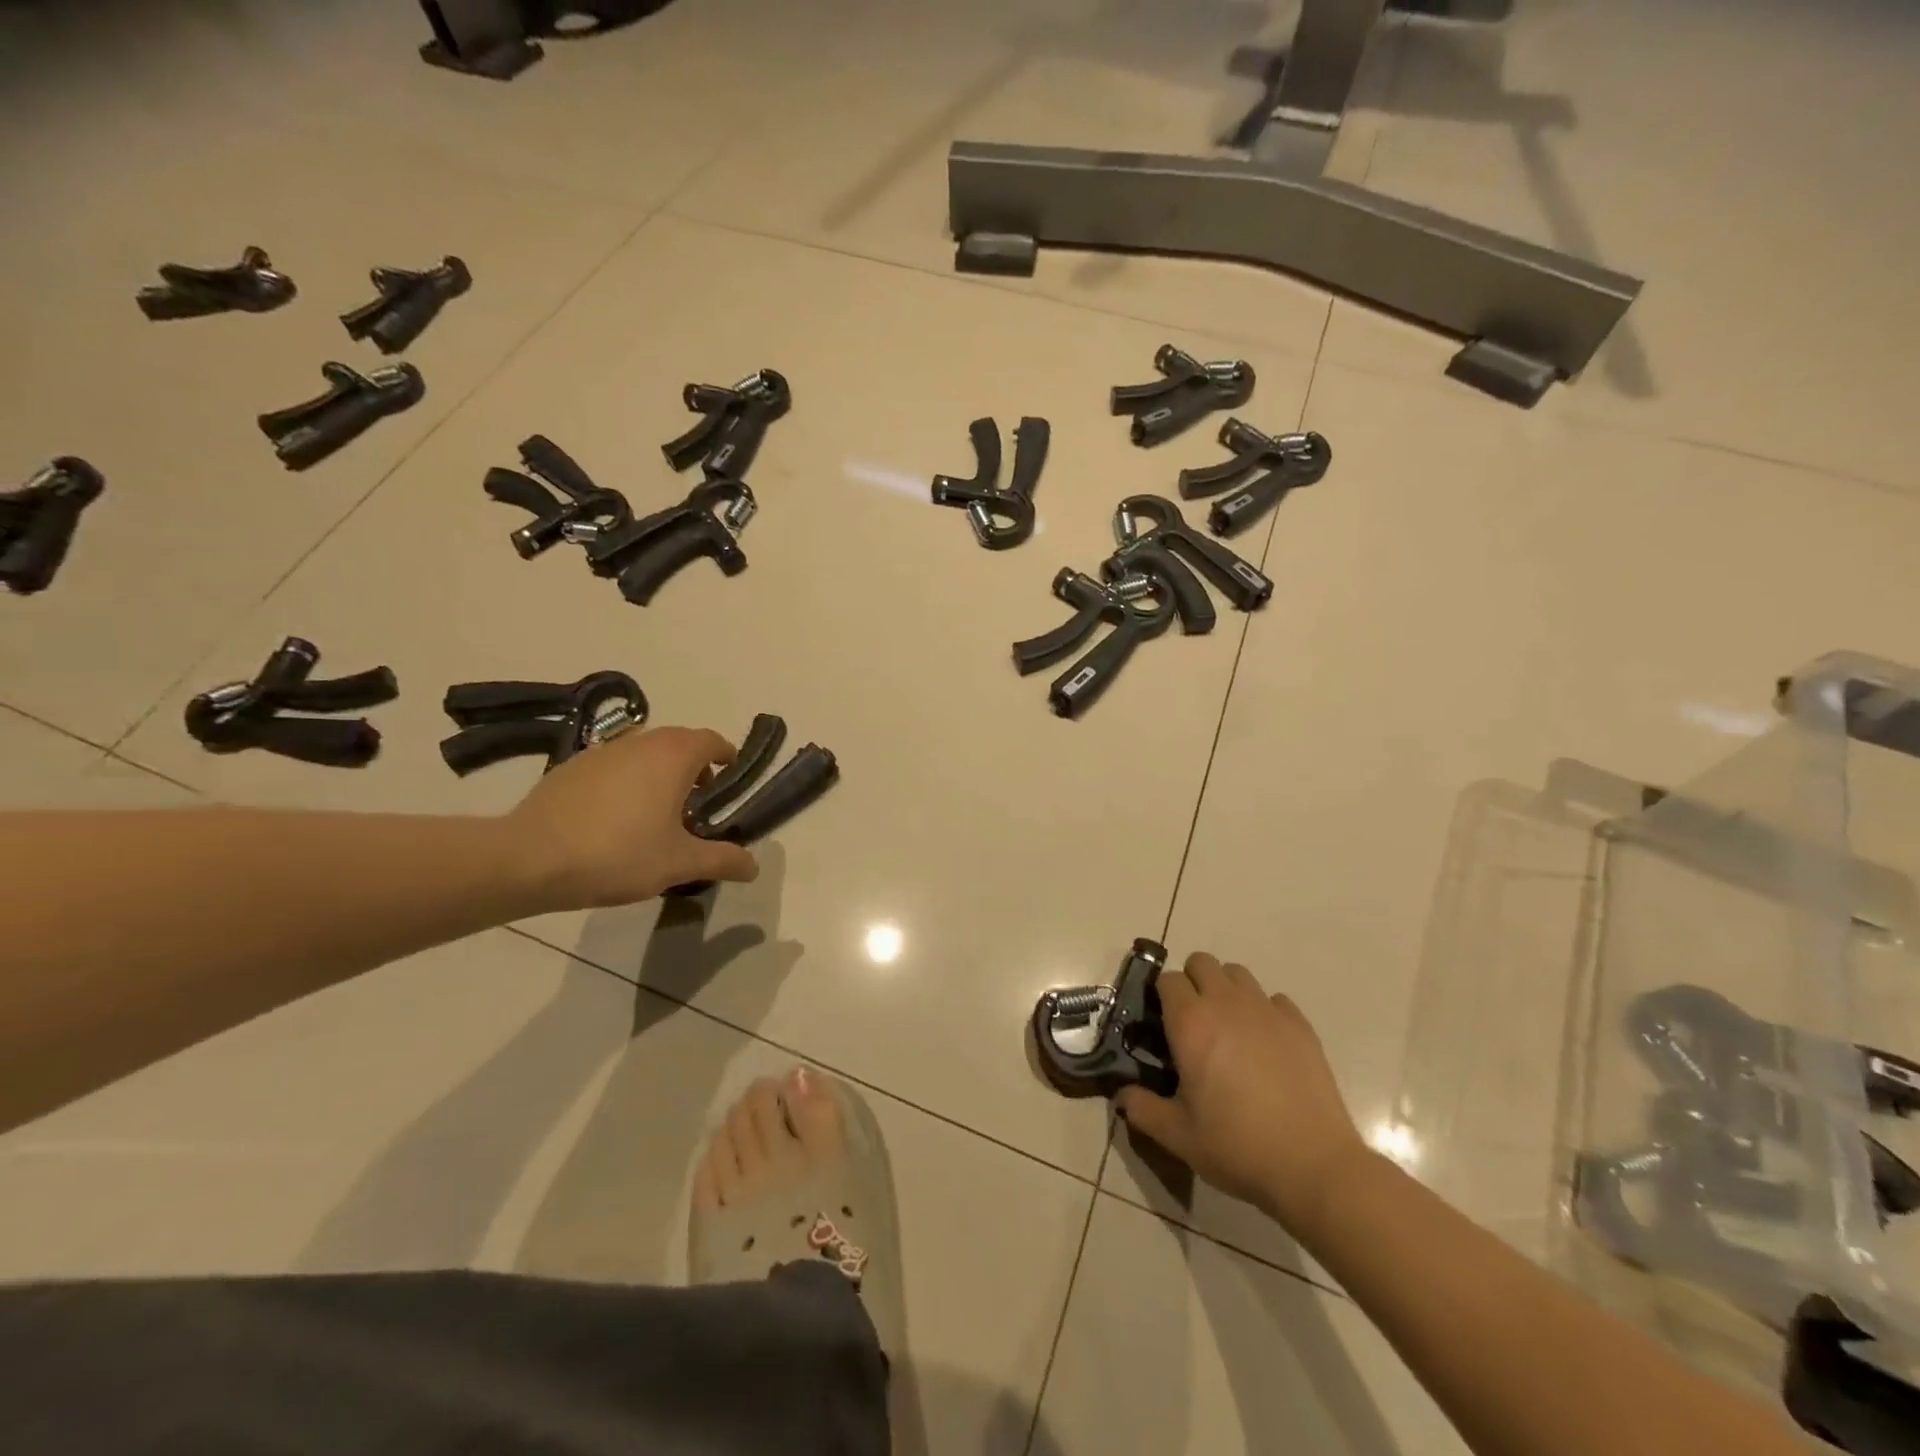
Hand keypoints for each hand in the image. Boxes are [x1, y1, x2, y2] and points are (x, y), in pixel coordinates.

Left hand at [504, 726, 759, 909]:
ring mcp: (603, 751)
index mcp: (673, 756)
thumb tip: (754, 867)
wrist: (529, 859)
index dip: (727, 757)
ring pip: (645, 753)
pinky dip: (628, 781)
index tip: (730, 782)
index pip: (712, 740)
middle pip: (680, 743)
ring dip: (660, 773)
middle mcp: (641, 742)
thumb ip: (722, 860)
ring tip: (657, 815)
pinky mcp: (573, 766)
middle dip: (695, 768)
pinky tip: (616, 819)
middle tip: (697, 806)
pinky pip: (615, 765)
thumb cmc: (618, 854)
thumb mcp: (679, 863)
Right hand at [1116, 953, 1365, 1233]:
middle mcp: (1226, 1003)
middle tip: (1193, 1022)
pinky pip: (1274, 999)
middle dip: (1192, 982)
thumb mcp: (1177, 1136)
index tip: (1162, 1023)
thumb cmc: (1237, 1146)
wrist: (1313, 1166)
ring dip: (1226, 990)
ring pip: (1238, 974)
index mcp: (1191, 1022)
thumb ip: (1142, 1108)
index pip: (1168, 980)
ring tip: (1228, 1028)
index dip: (1161, 996)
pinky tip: (1265, 1044)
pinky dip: (1264, 1011)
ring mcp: (1267, 1010)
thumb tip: (1121, 1095)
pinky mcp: (1300, 1025)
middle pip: (1202, 962)